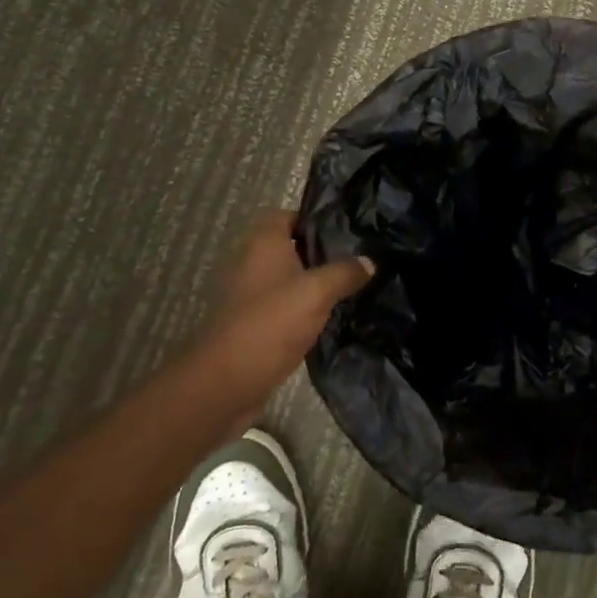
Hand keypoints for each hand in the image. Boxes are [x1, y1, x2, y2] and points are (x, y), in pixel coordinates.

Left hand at [184, 210, 372, 432]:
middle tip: (357, 260)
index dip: (314, 218)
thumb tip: (369, 260)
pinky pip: (282, 309)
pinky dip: (302, 312)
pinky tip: (329, 320)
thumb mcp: (317, 292)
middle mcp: (251, 264)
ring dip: (312, 286)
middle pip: (289, 248)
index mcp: (262, 244)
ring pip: (287, 281)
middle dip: (320, 254)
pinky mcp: (251, 326)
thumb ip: (345, 272)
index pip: (287, 215)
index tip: (346, 230)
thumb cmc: (270, 322)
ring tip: (351, 288)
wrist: (226, 382)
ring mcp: (248, 297)